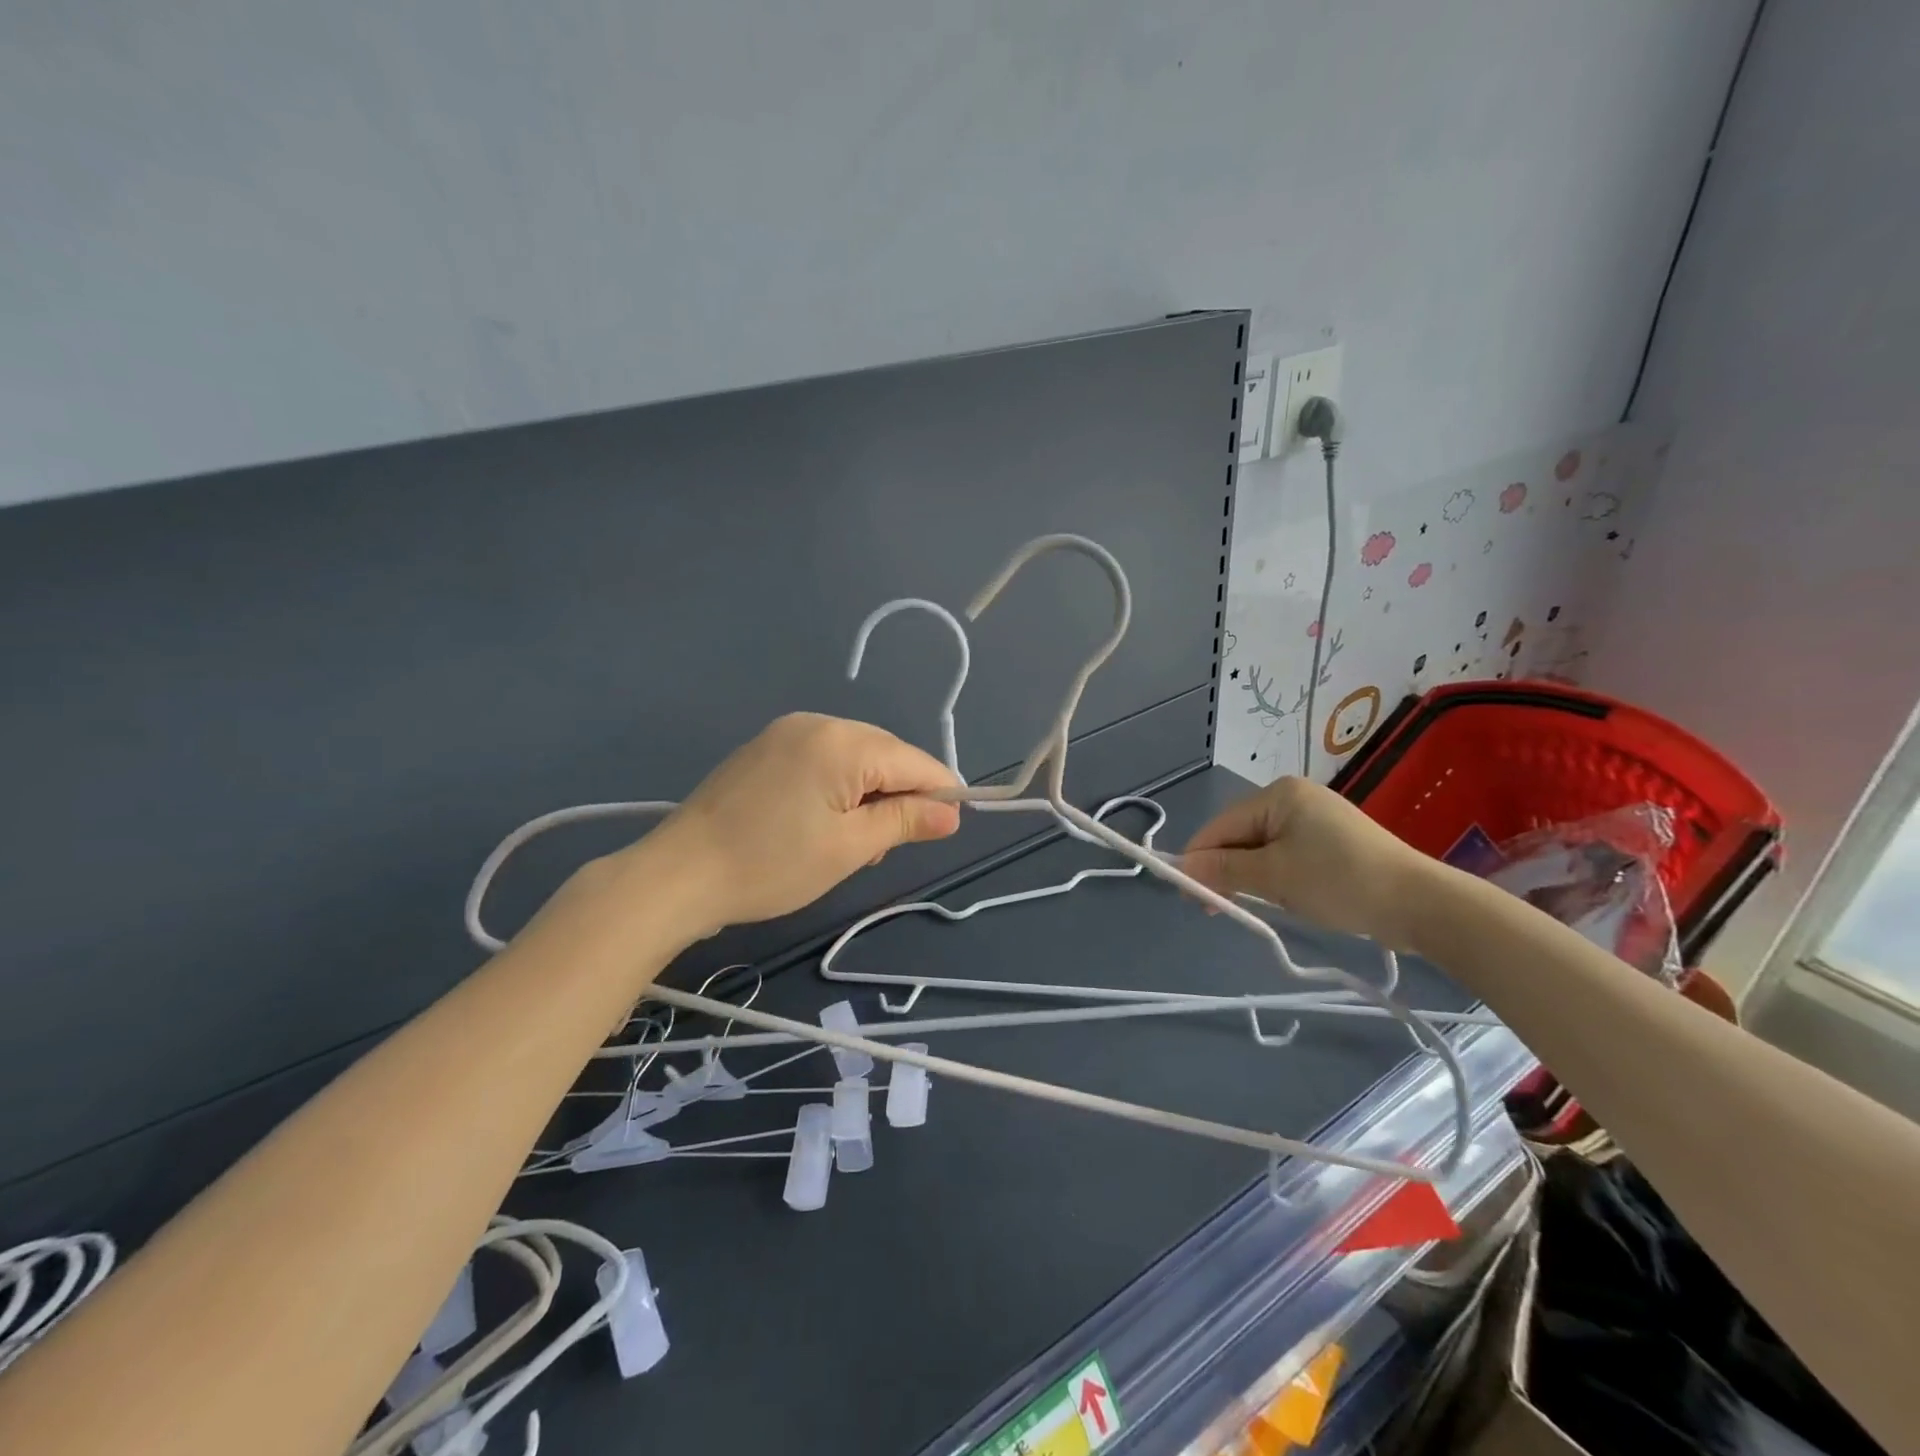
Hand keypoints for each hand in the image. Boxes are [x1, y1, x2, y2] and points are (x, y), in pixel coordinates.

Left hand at [649, 713, 961, 930]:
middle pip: (884, 753)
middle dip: (899, 793)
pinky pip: (822, 757)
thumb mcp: (850, 848)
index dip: (939, 792)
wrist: (679, 874)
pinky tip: (821, 821)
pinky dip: (837, 785)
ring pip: (853, 756)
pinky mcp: (764, 747)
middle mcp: (817, 722)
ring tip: (850, 842)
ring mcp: (786, 731)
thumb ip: (905, 821)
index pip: (913, 760)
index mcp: (842, 742)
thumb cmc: (771, 865)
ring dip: (867, 792)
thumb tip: (952, 813)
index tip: (949, 827)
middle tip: (886, 846)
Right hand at [1180, 777, 1435, 951]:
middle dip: (1224, 869)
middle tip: (1213, 908)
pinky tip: (1274, 897)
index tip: (1187, 895)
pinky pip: (1286, 855)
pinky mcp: (1332, 842)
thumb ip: (1223, 869)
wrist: (1421, 903)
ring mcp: (1316, 820)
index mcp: (1278, 794)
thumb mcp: (1274, 877)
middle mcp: (1294, 798)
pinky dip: (1273, 876)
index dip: (1199, 858)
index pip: (1221, 825)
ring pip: (1262, 847)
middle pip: (1240, 835)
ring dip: (1248, 876)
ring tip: (1244, 906)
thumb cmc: (1340, 880)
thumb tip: (1181, 869)